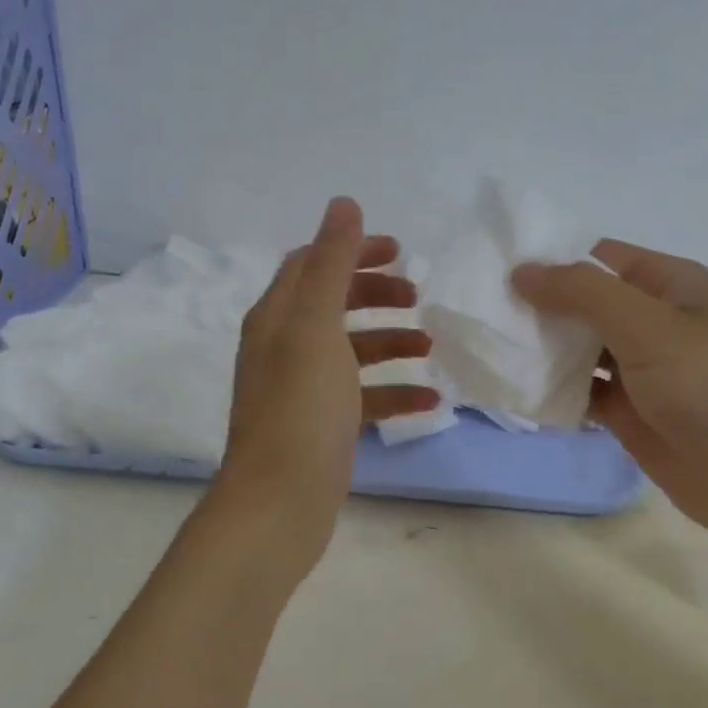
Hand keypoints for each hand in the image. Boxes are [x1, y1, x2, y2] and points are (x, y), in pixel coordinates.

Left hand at [216, 197, 440, 565]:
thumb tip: (343, 203)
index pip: (312, 264)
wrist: (279, 504)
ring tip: (430, 347)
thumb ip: (333, 265)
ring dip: (390, 342)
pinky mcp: (321, 427)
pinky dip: (393, 392)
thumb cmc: (300, 409)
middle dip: (377, 295)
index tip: (400, 251)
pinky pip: (362, 397)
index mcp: (277, 317)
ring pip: (351, 351)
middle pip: (334, 304)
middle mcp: (284, 347)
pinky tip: (429, 401)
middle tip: (418, 297)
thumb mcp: (317, 327)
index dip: (353, 251)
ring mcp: (302, 390)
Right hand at [513, 241, 707, 562]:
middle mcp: (653, 321)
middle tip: (480, 315)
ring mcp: (642, 371)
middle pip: (583, 304)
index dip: (550, 262)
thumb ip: (583, 294)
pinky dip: (555, 393)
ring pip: (579, 351)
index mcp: (668, 284)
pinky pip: (583, 393)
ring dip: (541, 352)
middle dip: (538, 309)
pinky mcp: (632, 414)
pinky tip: (517, 392)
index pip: (597, 258)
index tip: (495, 273)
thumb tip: (521, 271)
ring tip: (488, 351)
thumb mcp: (649, 326)